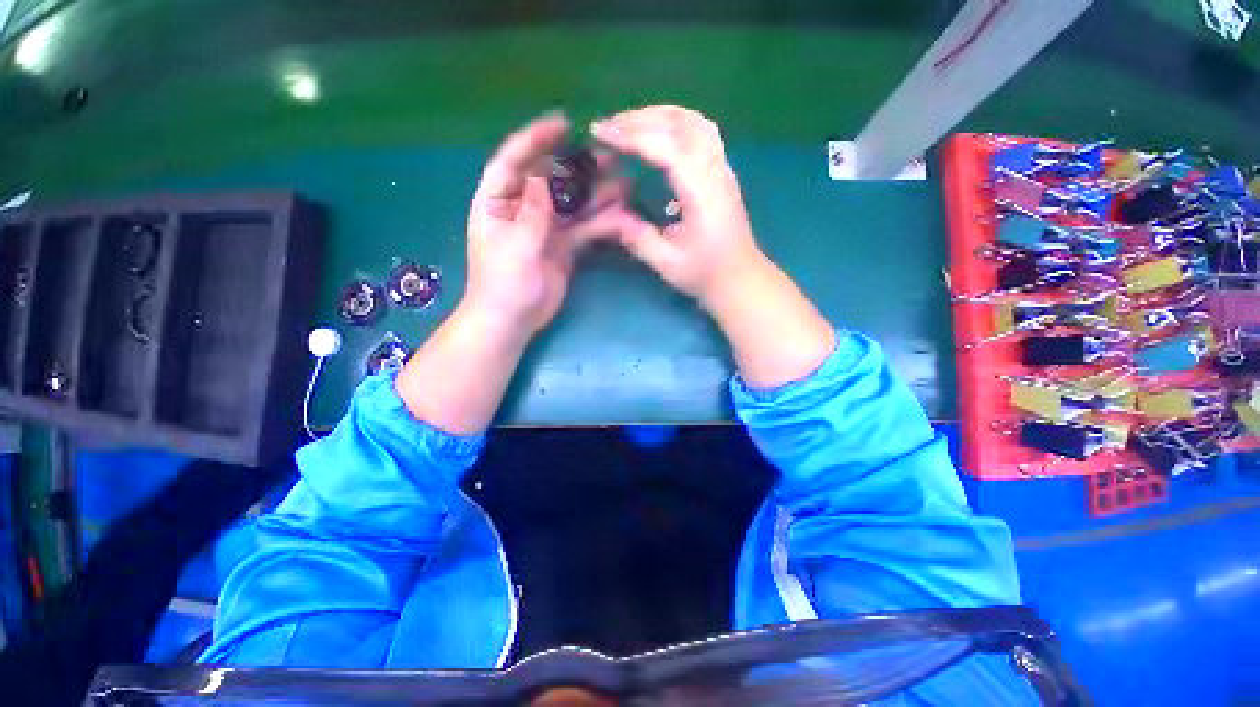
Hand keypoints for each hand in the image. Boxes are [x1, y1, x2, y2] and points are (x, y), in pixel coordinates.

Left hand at [465, 113, 620, 335]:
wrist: (513, 320)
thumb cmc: (503, 282)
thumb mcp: (515, 244)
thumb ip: (532, 211)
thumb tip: (545, 177)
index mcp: (499, 202)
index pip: (514, 161)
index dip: (536, 140)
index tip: (563, 124)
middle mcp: (524, 209)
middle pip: (553, 180)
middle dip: (579, 168)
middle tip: (610, 157)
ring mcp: (547, 229)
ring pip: (574, 205)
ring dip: (598, 195)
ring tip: (626, 183)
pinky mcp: (564, 248)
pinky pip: (584, 230)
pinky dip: (601, 223)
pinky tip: (621, 215)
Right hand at [594, 105, 834, 387]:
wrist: (740, 278)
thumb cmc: (706, 274)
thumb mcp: (667, 263)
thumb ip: (638, 238)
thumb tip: (610, 216)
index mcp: (702, 193)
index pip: (667, 147)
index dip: (631, 135)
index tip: (600, 132)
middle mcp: (715, 171)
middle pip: (680, 123)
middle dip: (639, 119)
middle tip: (607, 127)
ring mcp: (722, 167)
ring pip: (694, 121)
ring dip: (659, 114)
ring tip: (628, 124)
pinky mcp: (722, 171)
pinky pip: (701, 130)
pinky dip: (675, 122)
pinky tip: (658, 133)